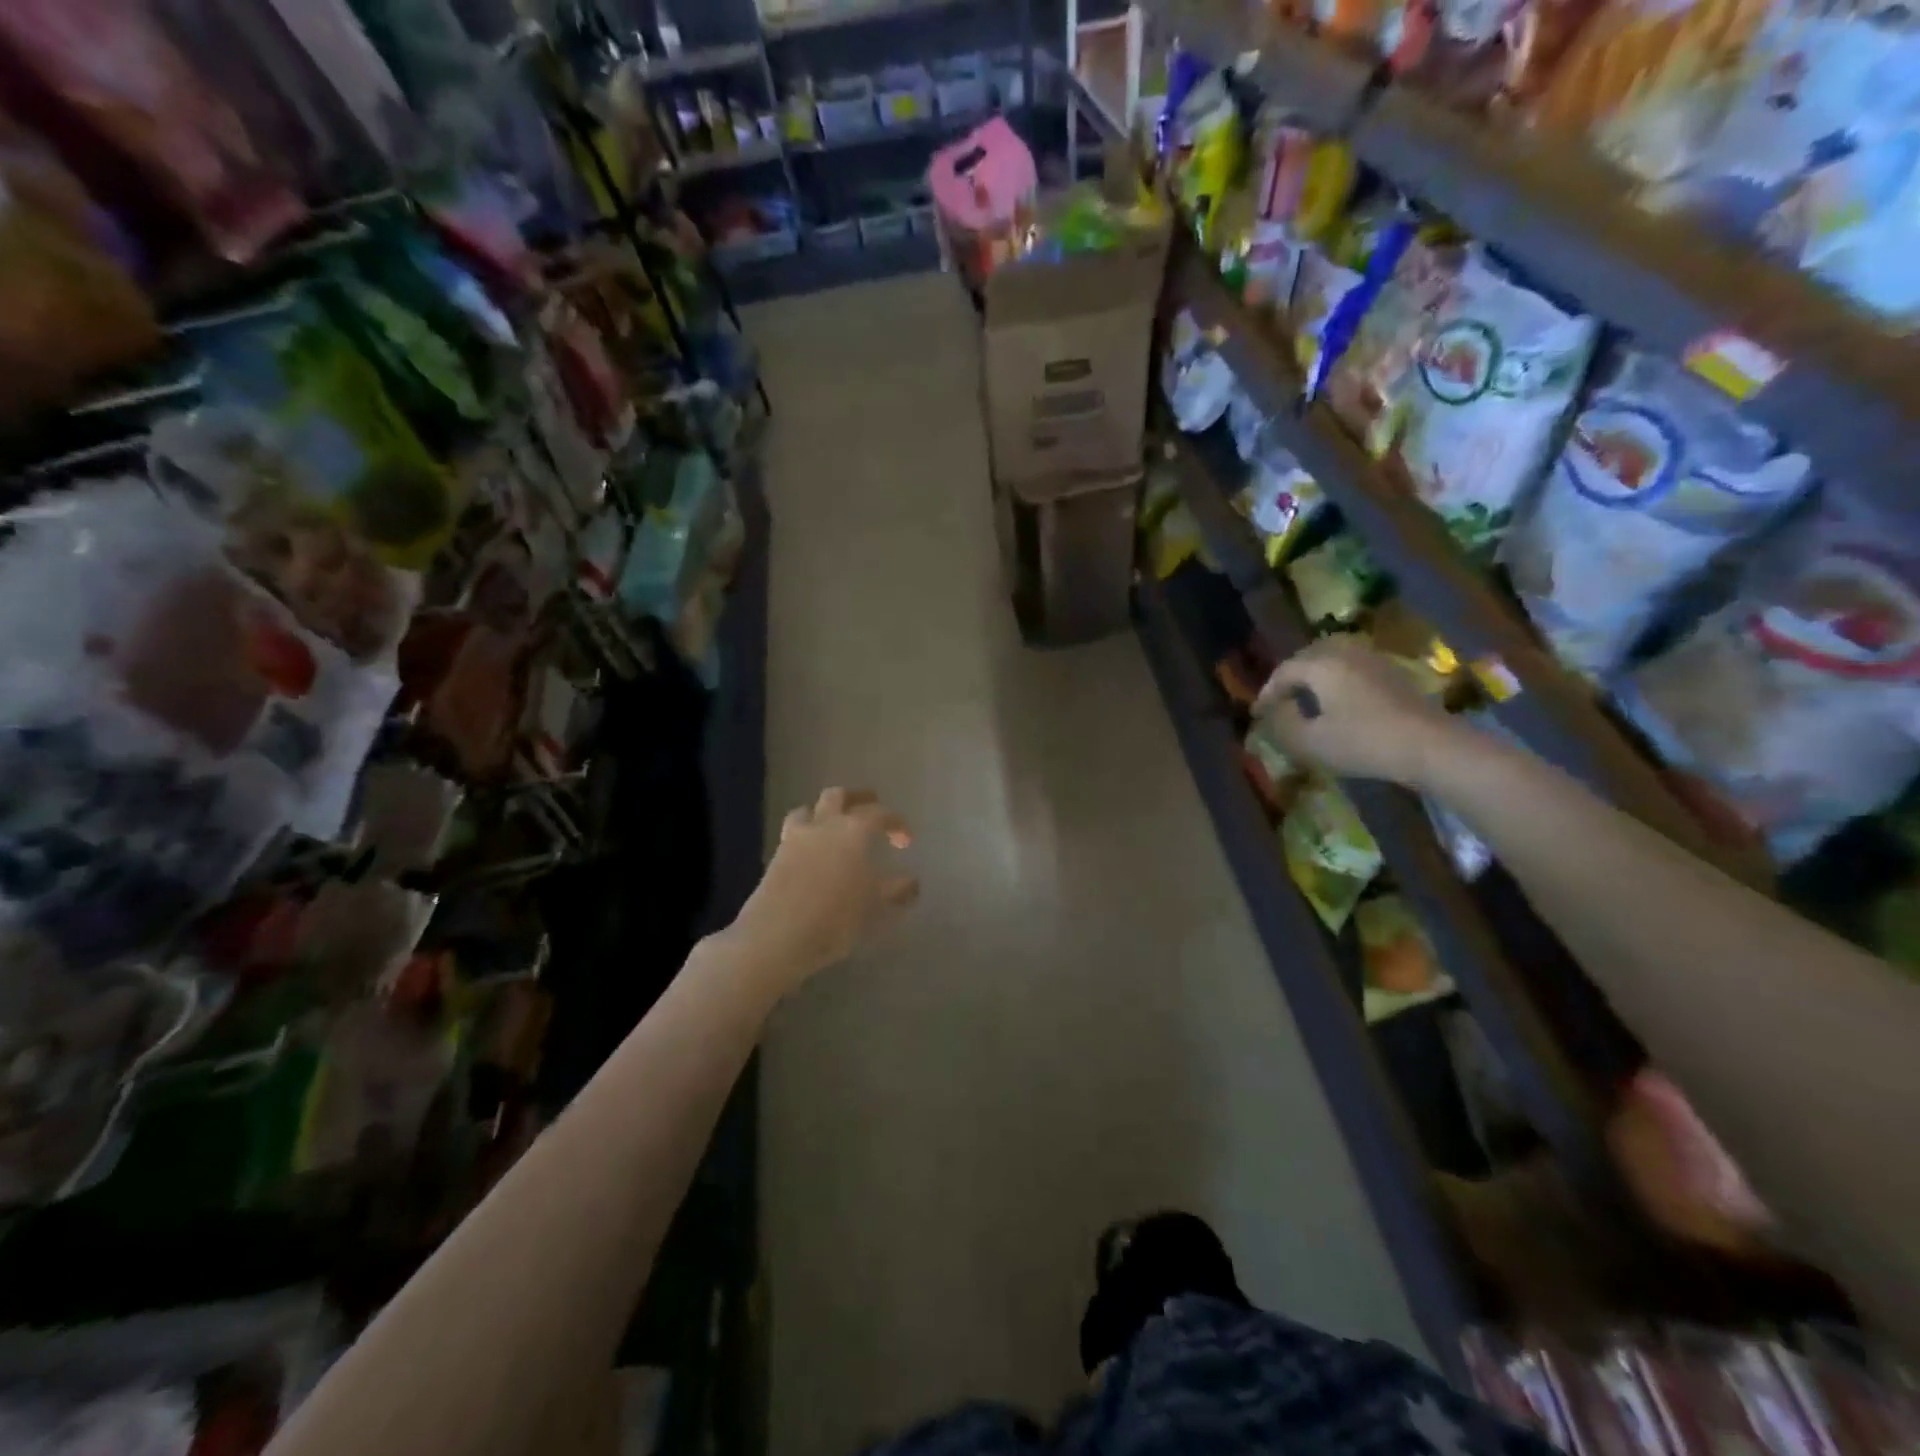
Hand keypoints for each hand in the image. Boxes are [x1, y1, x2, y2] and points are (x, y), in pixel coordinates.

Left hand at [733, 788, 919, 990]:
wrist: (777, 936)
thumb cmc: (836, 919)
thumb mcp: (876, 908)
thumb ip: (897, 891)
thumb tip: (912, 882)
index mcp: (854, 831)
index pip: (880, 814)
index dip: (897, 823)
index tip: (906, 841)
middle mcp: (824, 825)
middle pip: (838, 796)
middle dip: (857, 797)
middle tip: (870, 805)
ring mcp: (795, 838)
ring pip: (809, 809)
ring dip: (824, 811)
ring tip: (833, 824)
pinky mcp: (776, 856)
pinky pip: (793, 832)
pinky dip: (806, 833)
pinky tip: (812, 852)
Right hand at [1254, 637, 1462, 787]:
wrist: (1429, 745)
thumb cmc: (1362, 742)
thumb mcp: (1310, 741)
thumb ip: (1283, 723)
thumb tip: (1277, 709)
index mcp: (1320, 665)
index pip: (1283, 672)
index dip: (1266, 693)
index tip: (1257, 714)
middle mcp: (1345, 653)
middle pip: (1308, 657)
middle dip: (1289, 677)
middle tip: (1279, 700)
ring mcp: (1373, 660)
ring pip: (1333, 658)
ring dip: (1315, 674)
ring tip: (1306, 697)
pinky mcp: (1393, 673)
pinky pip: (1354, 666)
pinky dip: (1338, 678)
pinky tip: (1339, 699)